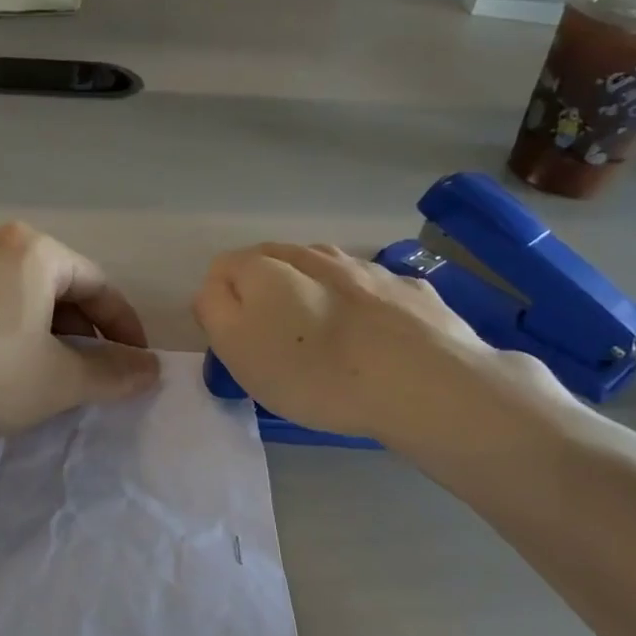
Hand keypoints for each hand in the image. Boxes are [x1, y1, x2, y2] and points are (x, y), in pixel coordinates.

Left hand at [0, 223, 159, 442]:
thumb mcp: (57, 381)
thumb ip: (112, 373)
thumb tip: (150, 369)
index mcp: (34, 250)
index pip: (99, 285)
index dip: (124, 329)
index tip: (136, 364)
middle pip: (60, 287)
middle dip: (84, 333)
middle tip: (93, 374)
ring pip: (23, 297)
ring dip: (48, 335)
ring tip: (50, 375)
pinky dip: (11, 332)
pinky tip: (3, 368)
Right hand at [193, 243, 565, 455]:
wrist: (422, 382)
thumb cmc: (313, 372)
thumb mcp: (237, 349)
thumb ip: (214, 310)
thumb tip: (216, 289)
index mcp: (266, 267)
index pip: (223, 267)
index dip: (221, 304)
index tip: (236, 343)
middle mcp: (314, 254)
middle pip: (274, 263)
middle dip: (265, 293)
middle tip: (274, 343)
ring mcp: (366, 266)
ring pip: (324, 272)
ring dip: (314, 295)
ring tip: (323, 339)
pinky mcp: (409, 288)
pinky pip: (371, 290)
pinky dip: (361, 306)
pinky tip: (372, 338)